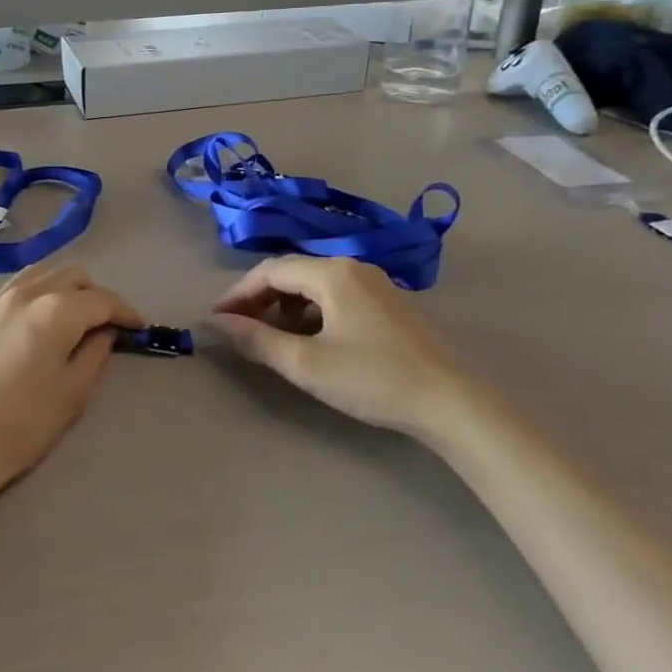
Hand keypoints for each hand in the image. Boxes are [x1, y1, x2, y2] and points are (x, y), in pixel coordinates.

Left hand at [0, 263, 143, 498]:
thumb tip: (103, 333)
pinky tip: (29, 327)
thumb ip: (94, 354)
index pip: (102, 300)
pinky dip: (31, 299)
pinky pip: (9, 293)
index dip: (125, 311)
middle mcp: (25, 293)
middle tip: (105, 323)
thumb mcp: (72, 394)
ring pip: (37, 275)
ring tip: (69, 316)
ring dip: (62, 288)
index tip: (138, 327)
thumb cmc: (20, 425)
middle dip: (95, 293)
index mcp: (56, 310)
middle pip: (71, 275)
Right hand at [212, 257, 465, 435]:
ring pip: (315, 285)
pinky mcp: (391, 305)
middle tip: (239, 329)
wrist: (454, 404)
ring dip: (286, 306)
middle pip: (292, 273)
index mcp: (332, 272)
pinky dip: (312, 312)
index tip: (217, 319)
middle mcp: (354, 267)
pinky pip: (337, 296)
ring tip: (271, 338)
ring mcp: (377, 284)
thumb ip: (258, 340)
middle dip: (260, 299)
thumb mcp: (307, 364)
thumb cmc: (374, 379)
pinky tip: (311, 340)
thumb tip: (219, 324)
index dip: (238, 293)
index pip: (270, 271)